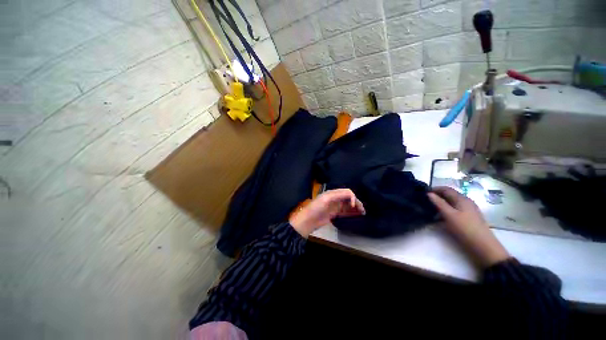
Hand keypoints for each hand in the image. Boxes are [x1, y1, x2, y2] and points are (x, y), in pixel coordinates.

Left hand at [289, 189, 365, 237]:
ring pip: (348, 205)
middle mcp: (335, 198)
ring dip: (355, 207)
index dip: (352, 197)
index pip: (346, 192)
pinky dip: (351, 212)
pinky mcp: (335, 214)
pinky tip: (357, 214)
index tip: (354, 205)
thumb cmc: (316, 208)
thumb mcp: (326, 199)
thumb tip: (351, 195)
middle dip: (356, 202)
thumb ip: (338, 195)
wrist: (308, 220)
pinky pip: (345, 212)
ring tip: (363, 212)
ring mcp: (335, 207)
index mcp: (333, 193)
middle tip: (363, 210)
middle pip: (348, 198)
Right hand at [428, 186, 509, 267]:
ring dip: (441, 203)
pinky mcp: (469, 217)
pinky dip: (446, 210)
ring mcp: (469, 209)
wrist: (483, 246)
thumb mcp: (449, 215)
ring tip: (431, 208)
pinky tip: (441, 216)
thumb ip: (438, 203)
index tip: (423, 192)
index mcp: (462, 199)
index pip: (446, 189)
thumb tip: (429, 193)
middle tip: (425, 200)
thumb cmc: (465, 228)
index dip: (435, 189)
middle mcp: (466, 201)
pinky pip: (455, 209)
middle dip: (437, 196)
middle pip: (449, 195)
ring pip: (452, 202)